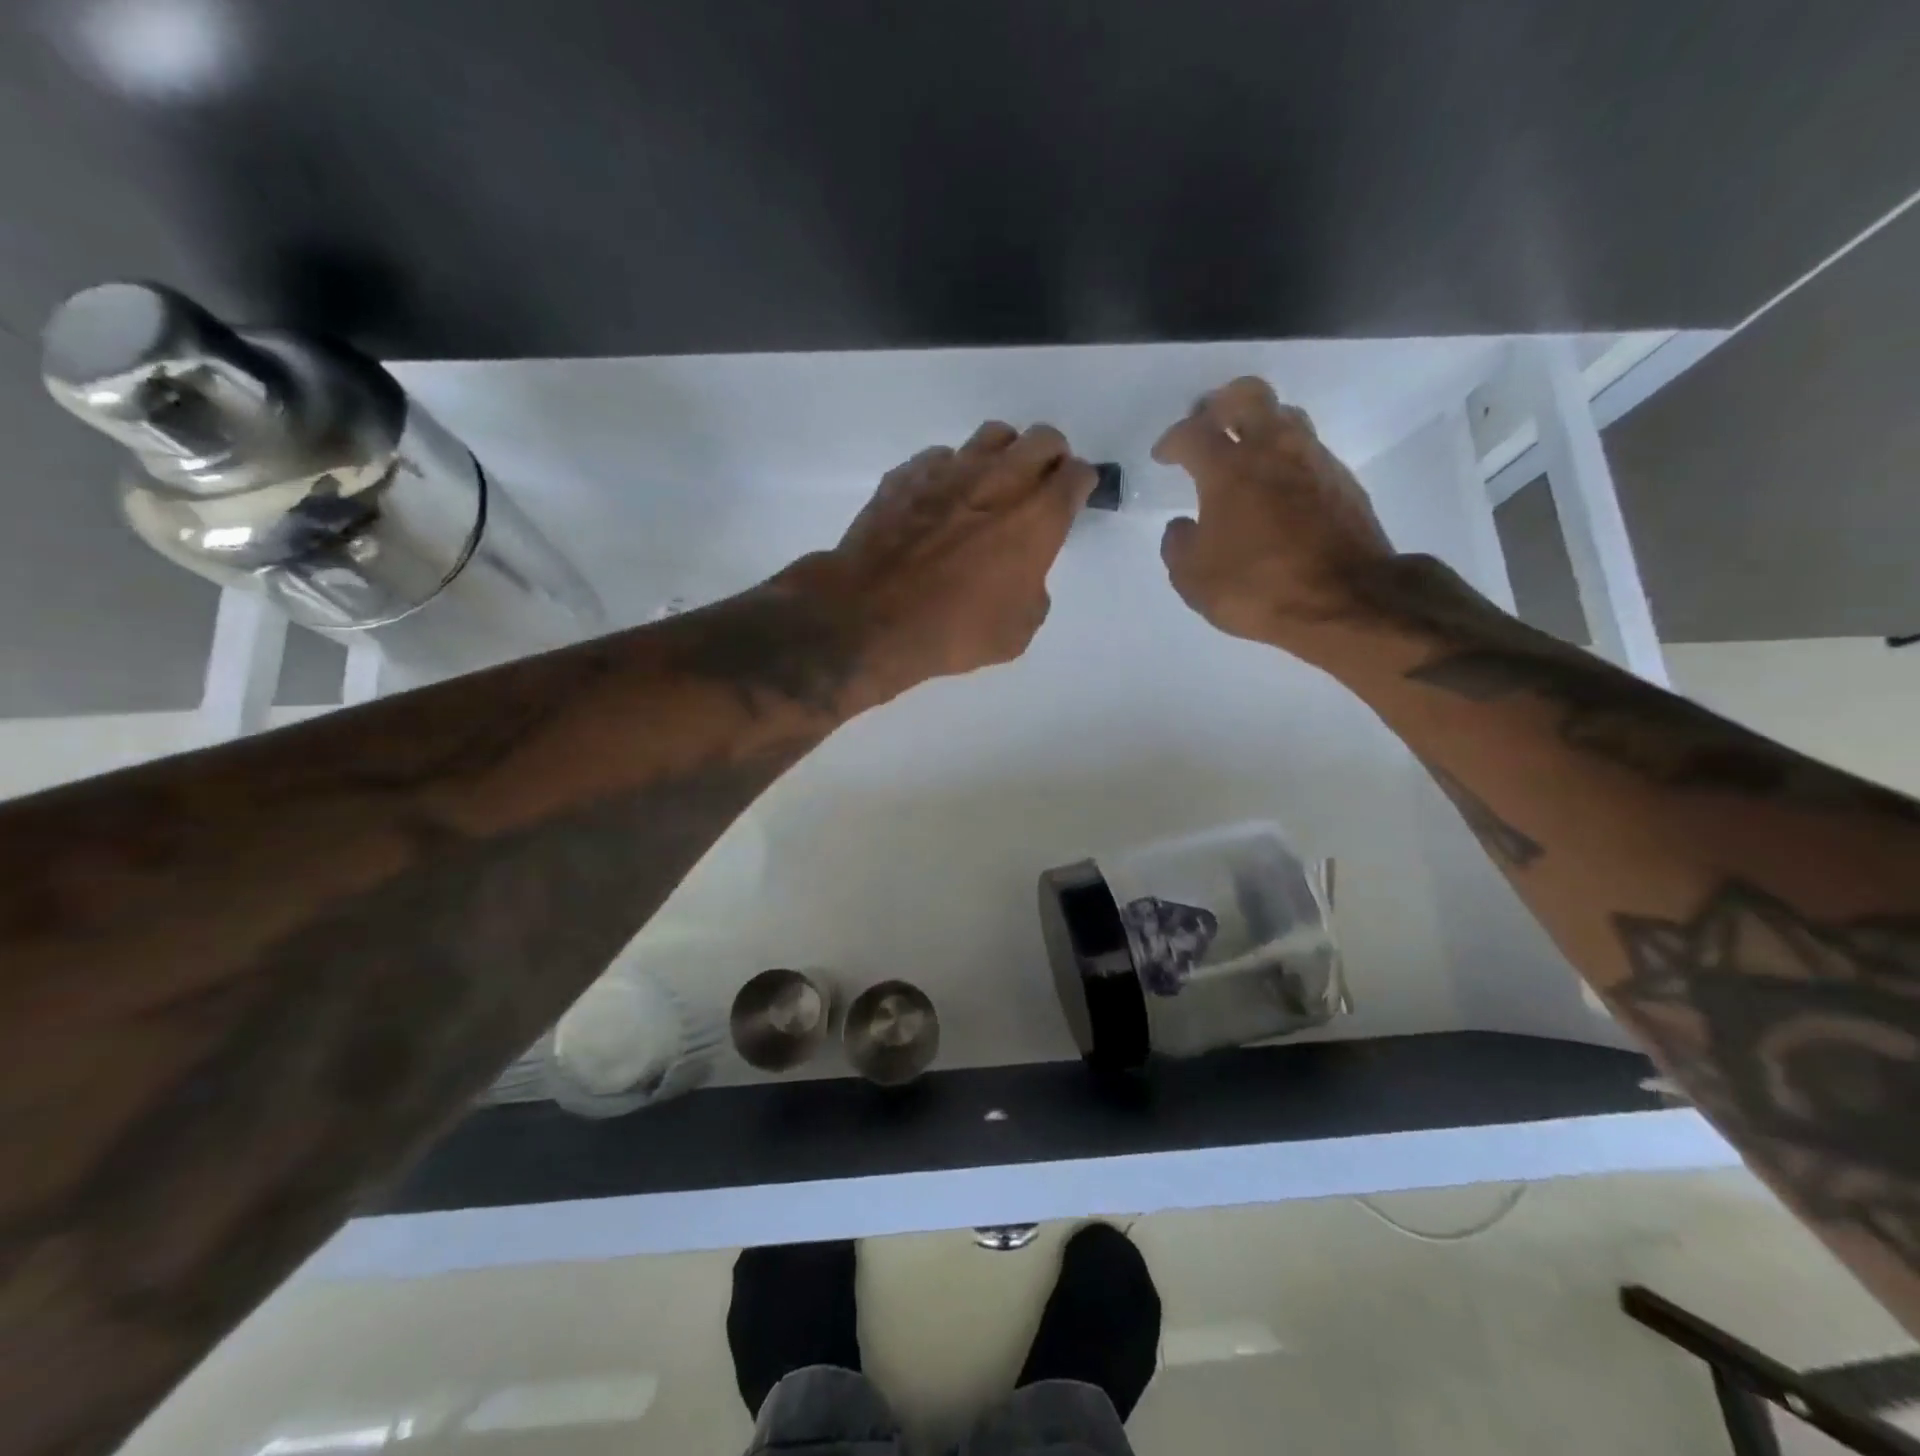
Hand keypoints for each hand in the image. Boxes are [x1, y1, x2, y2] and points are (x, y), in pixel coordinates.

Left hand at [801, 422, 1096, 705]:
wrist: (870, 618)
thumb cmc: (953, 631)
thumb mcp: (1017, 631)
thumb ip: (1032, 590)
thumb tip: (1021, 575)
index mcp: (1036, 518)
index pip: (1076, 475)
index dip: (1081, 484)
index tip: (1075, 496)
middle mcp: (998, 481)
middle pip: (1042, 439)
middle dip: (1051, 457)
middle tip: (1042, 484)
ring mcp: (948, 471)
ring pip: (992, 436)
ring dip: (1003, 455)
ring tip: (993, 484)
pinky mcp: (906, 476)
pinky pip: (940, 458)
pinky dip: (950, 473)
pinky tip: (941, 501)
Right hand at [1154, 377, 1394, 653]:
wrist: (1344, 601)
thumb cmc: (1257, 587)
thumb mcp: (1193, 578)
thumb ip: (1178, 545)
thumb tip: (1182, 525)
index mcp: (1228, 469)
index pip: (1193, 432)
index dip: (1171, 440)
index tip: (1163, 456)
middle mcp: (1272, 450)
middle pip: (1247, 395)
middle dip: (1220, 404)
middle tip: (1206, 424)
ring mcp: (1313, 460)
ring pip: (1284, 415)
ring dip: (1259, 423)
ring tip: (1244, 450)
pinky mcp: (1342, 480)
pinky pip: (1307, 449)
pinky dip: (1285, 456)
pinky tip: (1276, 485)